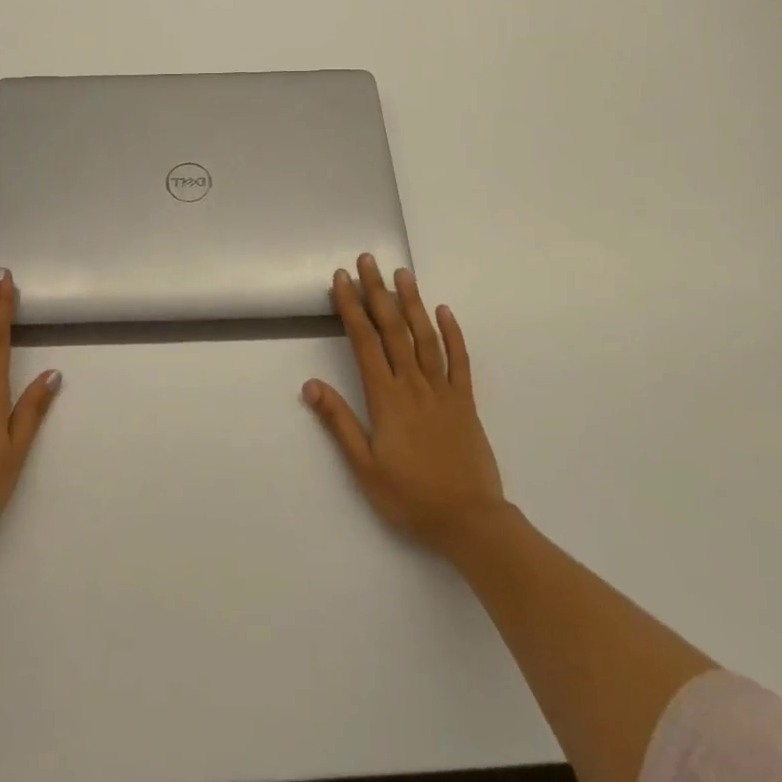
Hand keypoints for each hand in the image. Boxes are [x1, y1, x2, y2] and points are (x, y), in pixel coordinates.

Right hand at [304, 253, 506, 557]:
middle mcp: (413, 384)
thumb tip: (310, 385)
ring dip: (412, 302)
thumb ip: (339, 422)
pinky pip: (459, 360)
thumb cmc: (410, 497)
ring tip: (402, 273)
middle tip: (368, 260)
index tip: (341, 279)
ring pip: (424, 336)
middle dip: (377, 292)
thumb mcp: (365, 467)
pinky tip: (444, 310)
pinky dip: (452, 333)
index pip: (364, 342)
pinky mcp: (465, 401)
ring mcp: (443, 389)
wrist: (470, 521)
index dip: (351, 307)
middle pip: (393, 329)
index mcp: (386, 398)